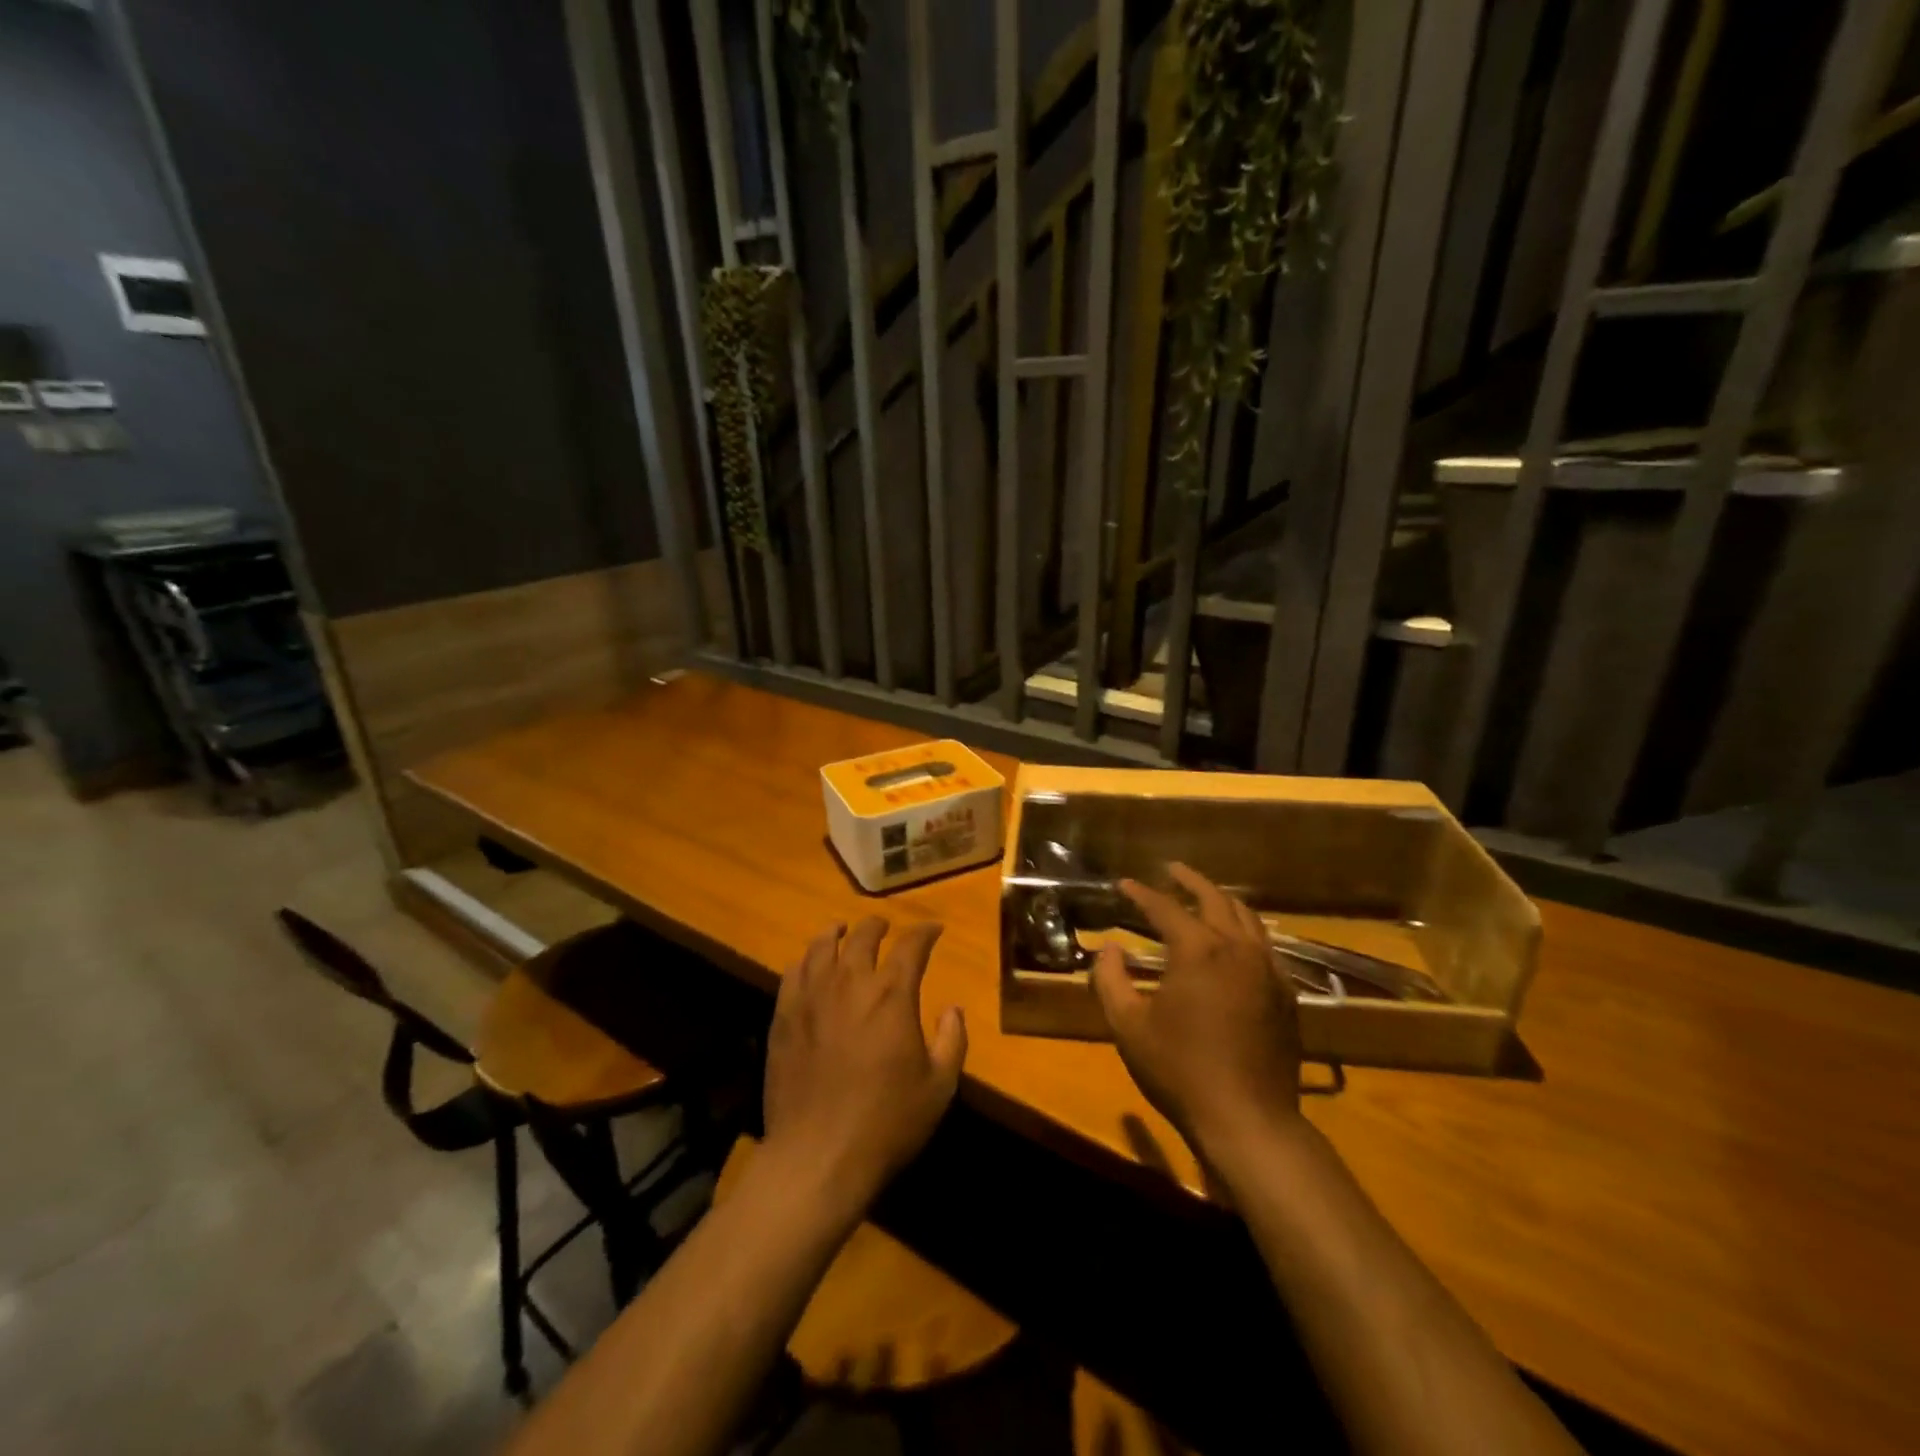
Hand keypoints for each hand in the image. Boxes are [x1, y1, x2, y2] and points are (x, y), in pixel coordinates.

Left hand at [762, 918, 967, 1220]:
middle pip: (863, 936)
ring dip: (837, 933)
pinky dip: (806, 959)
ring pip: (822, 946)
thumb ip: (952, 1041)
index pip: (911, 946)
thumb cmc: (886, 1123)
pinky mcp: (783, 1017)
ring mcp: (811, 998)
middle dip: (878, 925)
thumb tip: (952, 1010)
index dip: (925, 933)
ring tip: (842, 930)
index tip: (934, 930)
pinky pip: (793, 972)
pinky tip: (810, 963)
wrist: (817, 1156)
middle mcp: (850, 983)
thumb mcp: (938, 1088)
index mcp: (892, 995)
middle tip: (885, 926)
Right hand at [1091, 863, 1302, 1164]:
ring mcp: (1267, 970)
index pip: (1165, 908)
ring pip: (1247, 918)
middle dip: (1190, 881)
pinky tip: (1236, 941)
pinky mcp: (1285, 994)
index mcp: (1198, 950)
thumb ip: (1110, 980)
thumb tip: (1110, 949)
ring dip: (1222, 900)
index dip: (1141, 893)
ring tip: (1204, 896)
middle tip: (1171, 870)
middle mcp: (1237, 949)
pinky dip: (1246, 931)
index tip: (1123, 884)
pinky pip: (1266, 946)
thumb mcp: (1128, 1026)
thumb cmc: (1180, 1070)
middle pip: (1215, 899)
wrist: (1248, 1119)